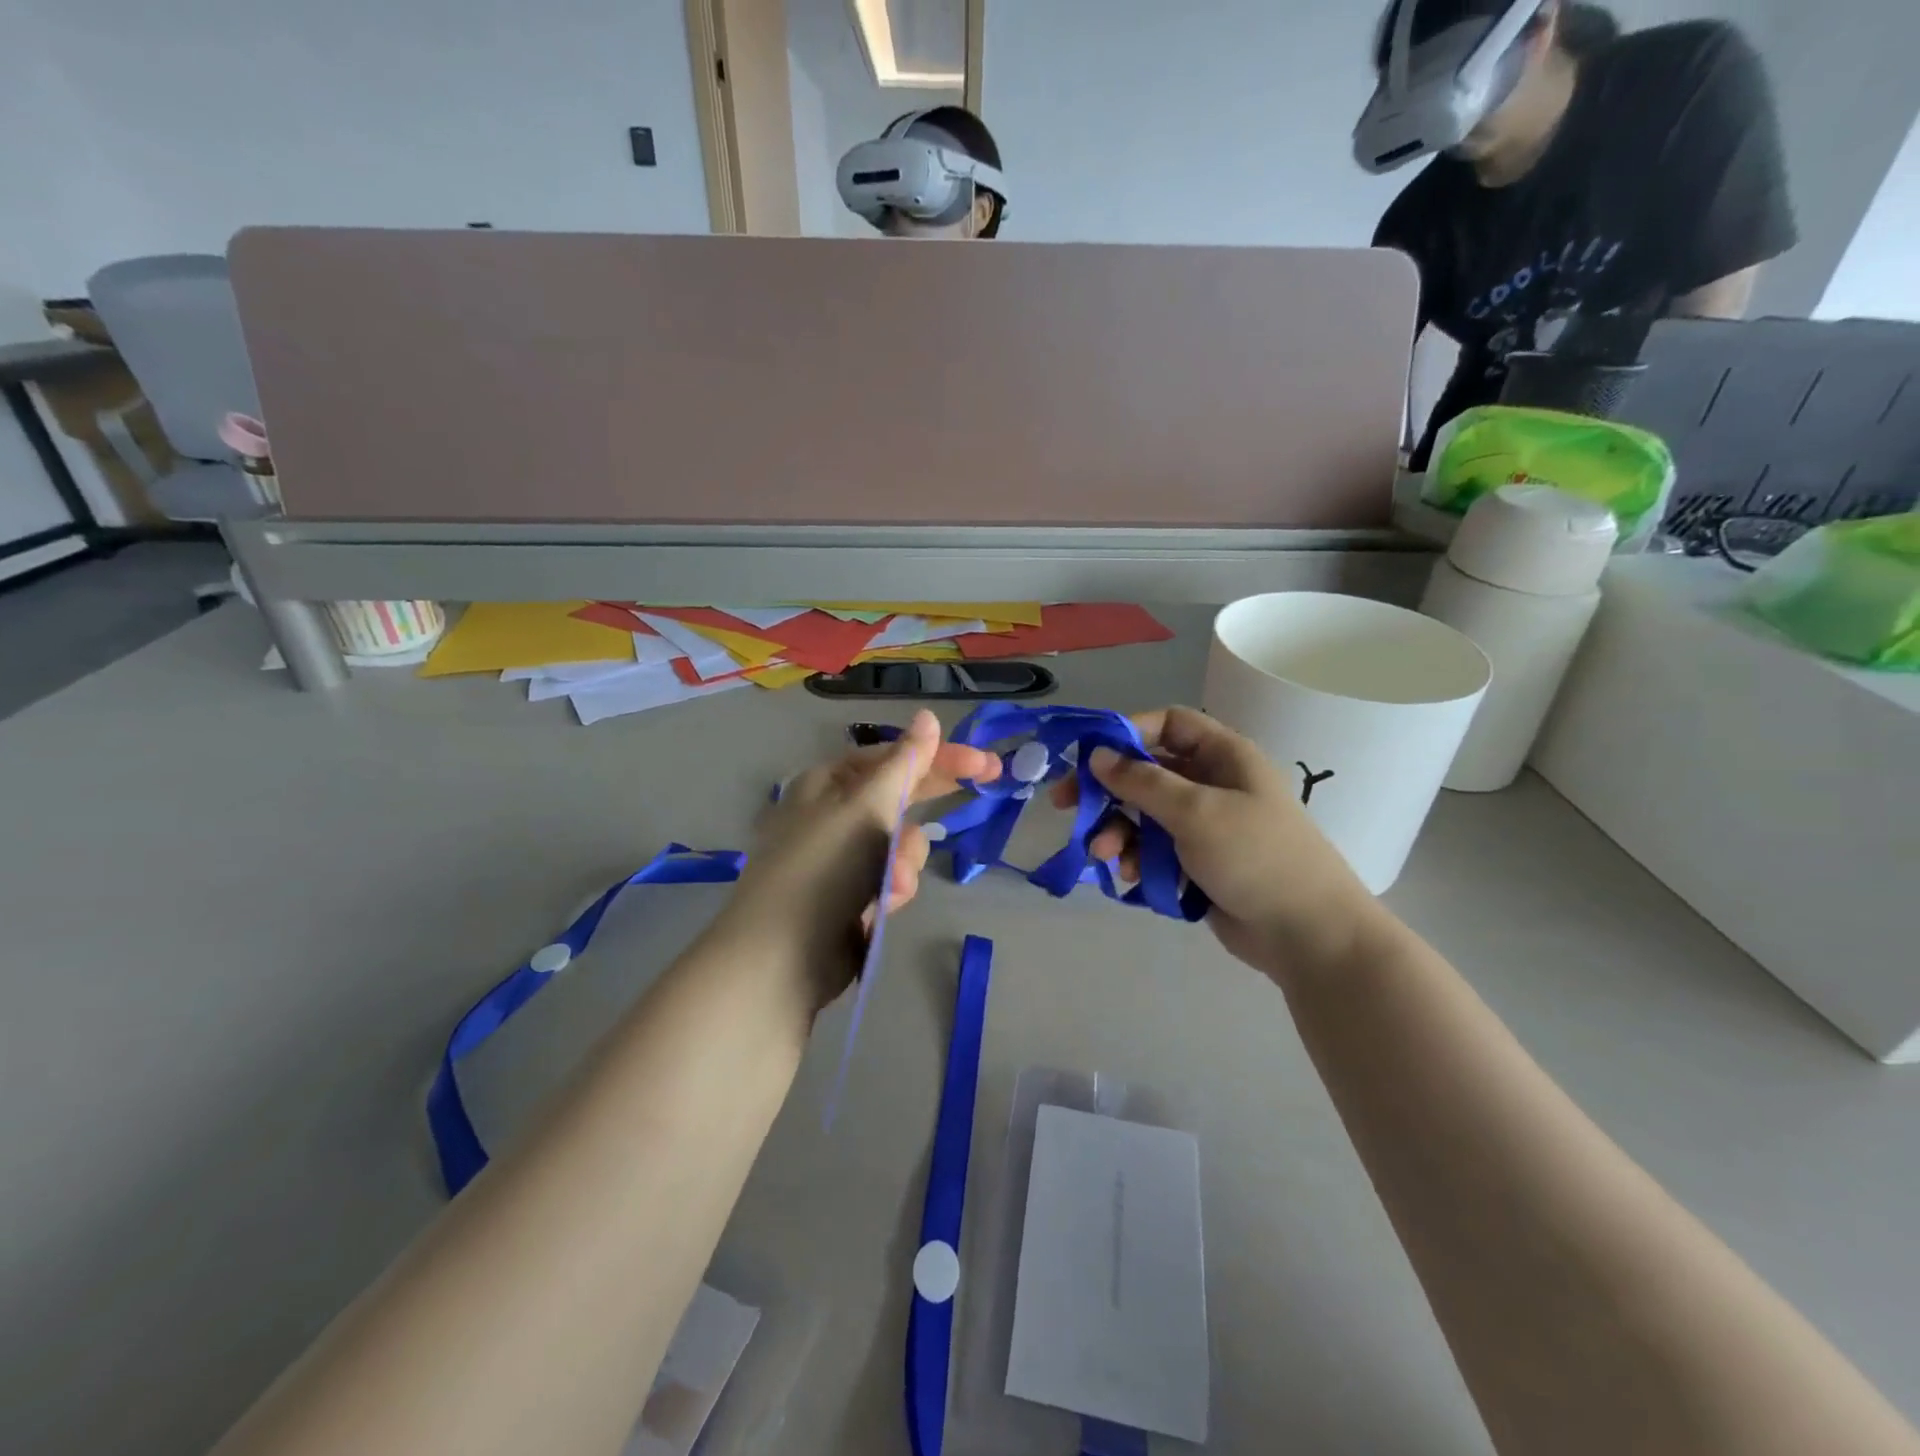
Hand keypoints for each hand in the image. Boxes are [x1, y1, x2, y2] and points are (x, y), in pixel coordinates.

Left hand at [722, 710, 1000, 1009]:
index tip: (986, 765)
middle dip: (930, 805)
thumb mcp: (867, 806)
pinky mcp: (852, 894)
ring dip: (904, 860)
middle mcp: (834, 812)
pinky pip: (891, 877)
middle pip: (900, 795)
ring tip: (891, 883)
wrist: (780, 956)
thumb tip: (928, 717)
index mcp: (829, 782)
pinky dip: (892, 888)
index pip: (894, 757)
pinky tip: (880, 908)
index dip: (941, 757)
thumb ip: (905, 763)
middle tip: (989, 786)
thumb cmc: (823, 867)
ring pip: (901, 843)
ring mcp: (843, 856)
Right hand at [1052, 706, 1384, 983]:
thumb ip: (1142, 781)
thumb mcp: (1196, 811)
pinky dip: (1136, 857)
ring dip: (1117, 830)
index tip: (1089, 754)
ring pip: (1143, 814)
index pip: (1169, 724)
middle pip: (1146, 771)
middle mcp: (1211, 783)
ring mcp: (1204, 825)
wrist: (1307, 934)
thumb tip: (1097, 755)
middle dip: (1108, 790)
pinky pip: (1153, 848)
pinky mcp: (1196, 862)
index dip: (1128, 731)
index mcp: (1223, 756)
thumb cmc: (1256, 857)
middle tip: (1067, 806)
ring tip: (1104, 854)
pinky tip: (1130, 876)